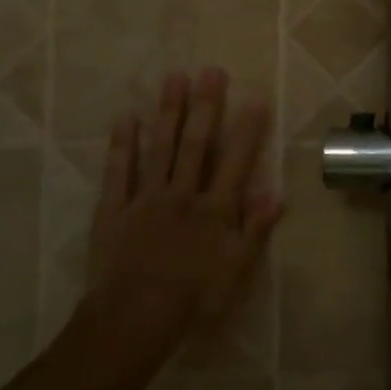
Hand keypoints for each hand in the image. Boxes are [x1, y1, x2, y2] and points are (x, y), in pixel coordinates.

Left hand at [84, 67, 283, 364]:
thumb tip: (276, 193)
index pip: (235, 162)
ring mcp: (146, 198)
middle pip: (196, 144)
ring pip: (159, 148)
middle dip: (206, 106)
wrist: (135, 318)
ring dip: (168, 112)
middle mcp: (182, 194)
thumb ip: (256, 230)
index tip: (255, 98)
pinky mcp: (114, 210)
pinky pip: (118, 172)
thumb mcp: (237, 271)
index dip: (247, 130)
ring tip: (174, 78)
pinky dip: (122, 145)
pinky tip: (127, 118)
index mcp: (214, 210)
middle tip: (211, 71)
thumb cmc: (194, 299)